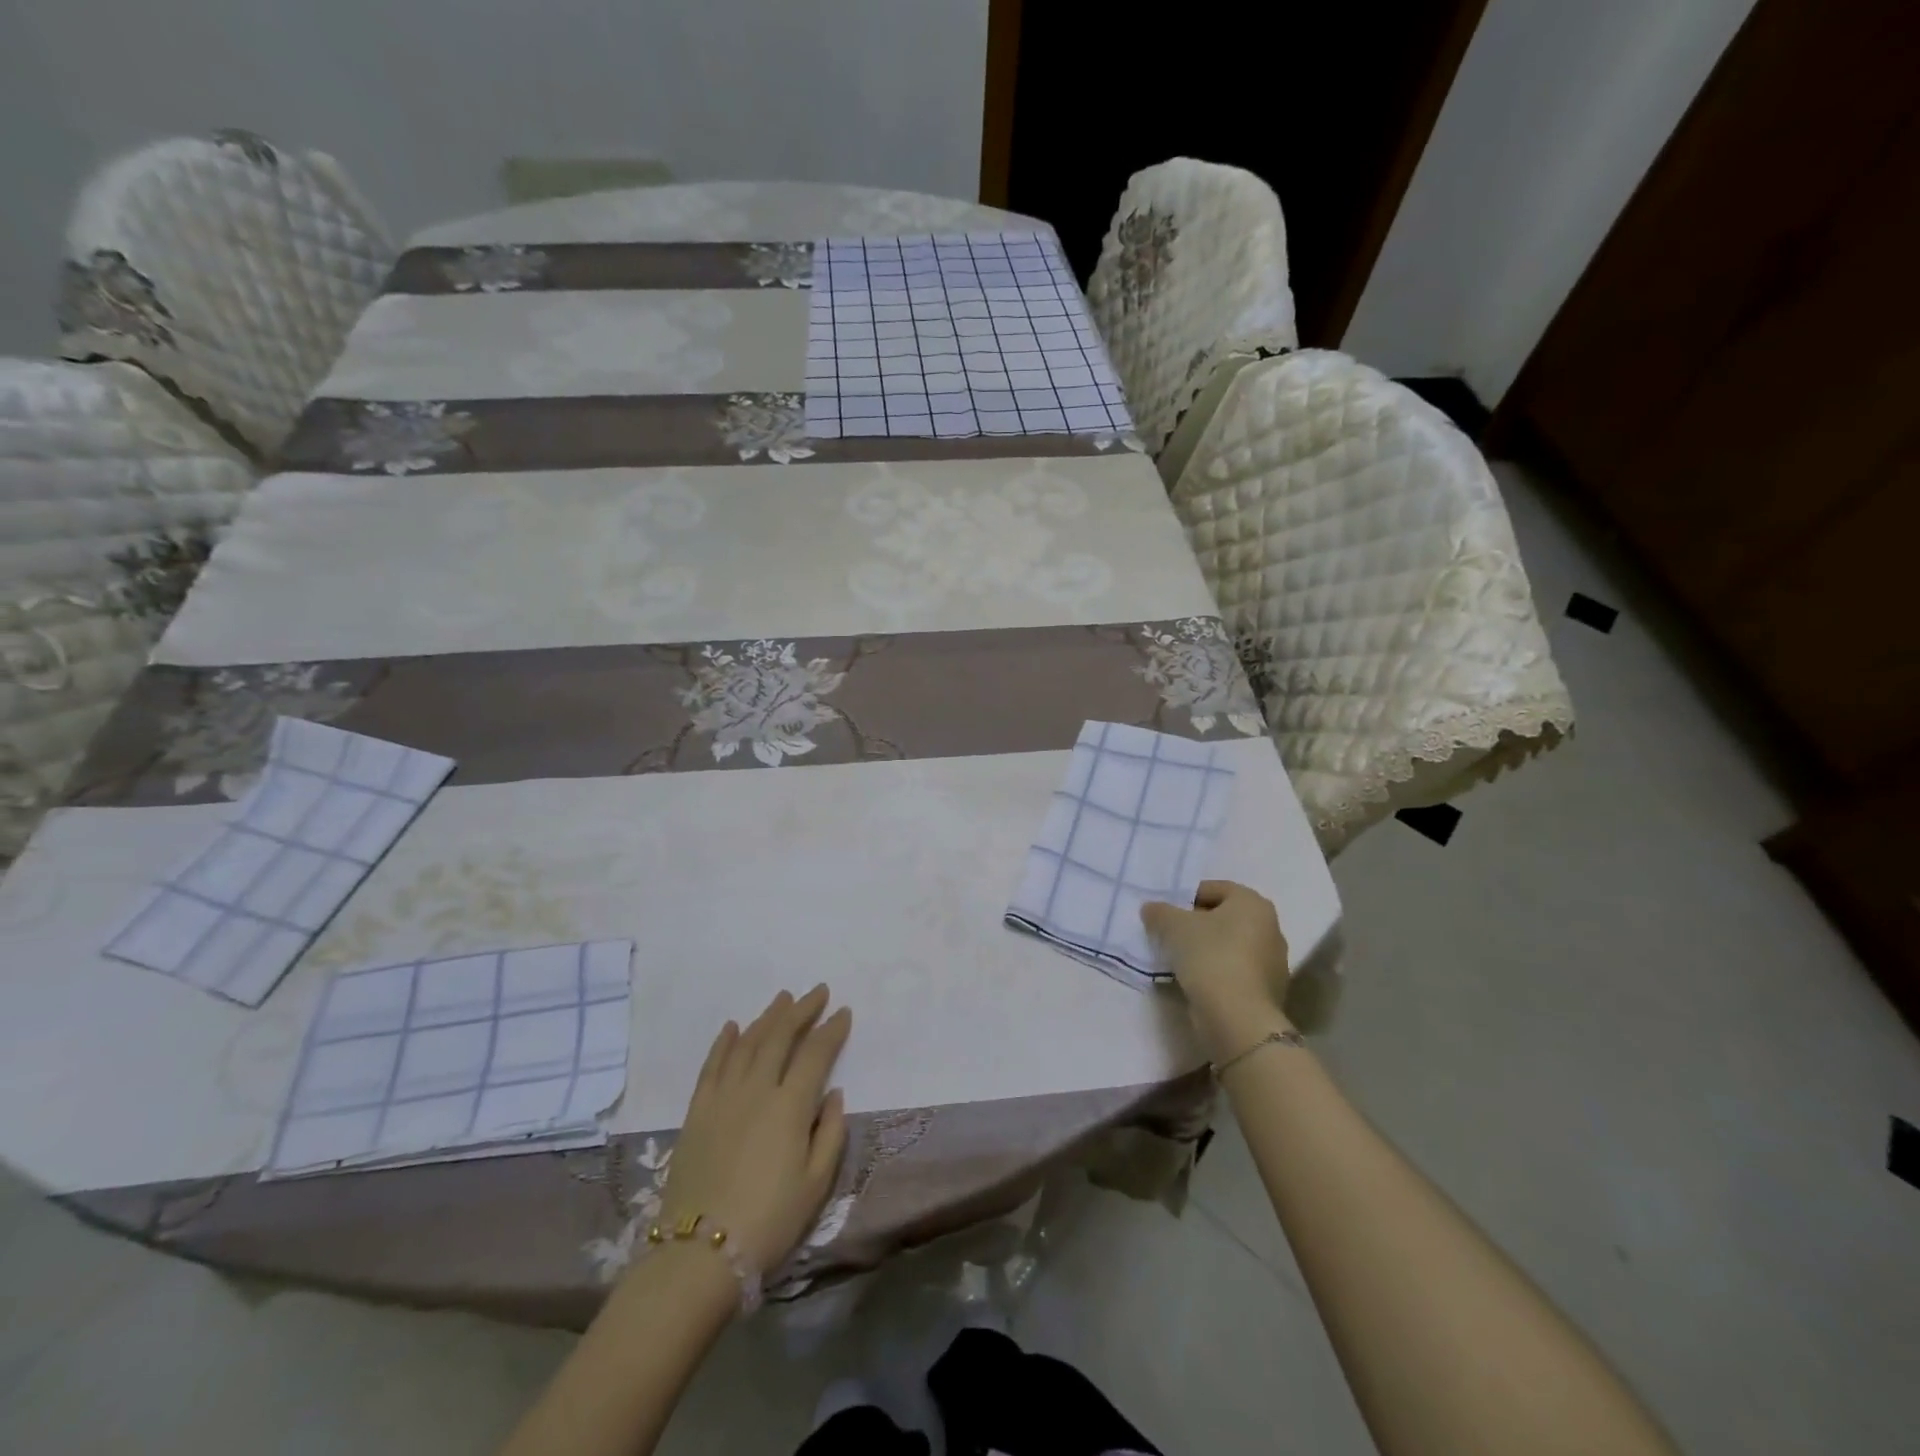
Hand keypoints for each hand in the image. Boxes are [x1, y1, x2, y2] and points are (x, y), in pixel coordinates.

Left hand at [654, 986, 850, 1278]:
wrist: (699, 1254)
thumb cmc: (769, 1221)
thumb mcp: (816, 1185)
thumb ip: (830, 1133)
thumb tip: (833, 1094)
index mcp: (790, 1106)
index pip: (816, 1053)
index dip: (832, 1029)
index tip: (843, 1012)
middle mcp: (757, 1089)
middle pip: (781, 1036)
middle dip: (801, 1009)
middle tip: (817, 992)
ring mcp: (723, 1097)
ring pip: (748, 1043)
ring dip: (768, 1017)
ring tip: (782, 999)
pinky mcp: (697, 1111)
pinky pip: (712, 1065)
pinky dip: (725, 1042)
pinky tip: (733, 1027)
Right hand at [1142, 880, 1291, 1055]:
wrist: (1237, 1017)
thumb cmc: (1209, 957)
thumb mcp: (1173, 926)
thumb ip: (1159, 912)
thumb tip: (1151, 909)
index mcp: (1253, 903)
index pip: (1214, 888)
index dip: (1186, 897)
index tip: (1166, 914)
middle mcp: (1271, 928)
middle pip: (1224, 917)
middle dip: (1197, 924)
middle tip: (1170, 935)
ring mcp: (1274, 962)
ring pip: (1230, 946)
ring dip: (1206, 949)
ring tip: (1179, 961)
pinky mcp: (1269, 991)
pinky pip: (1236, 971)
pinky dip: (1217, 972)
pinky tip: (1196, 982)